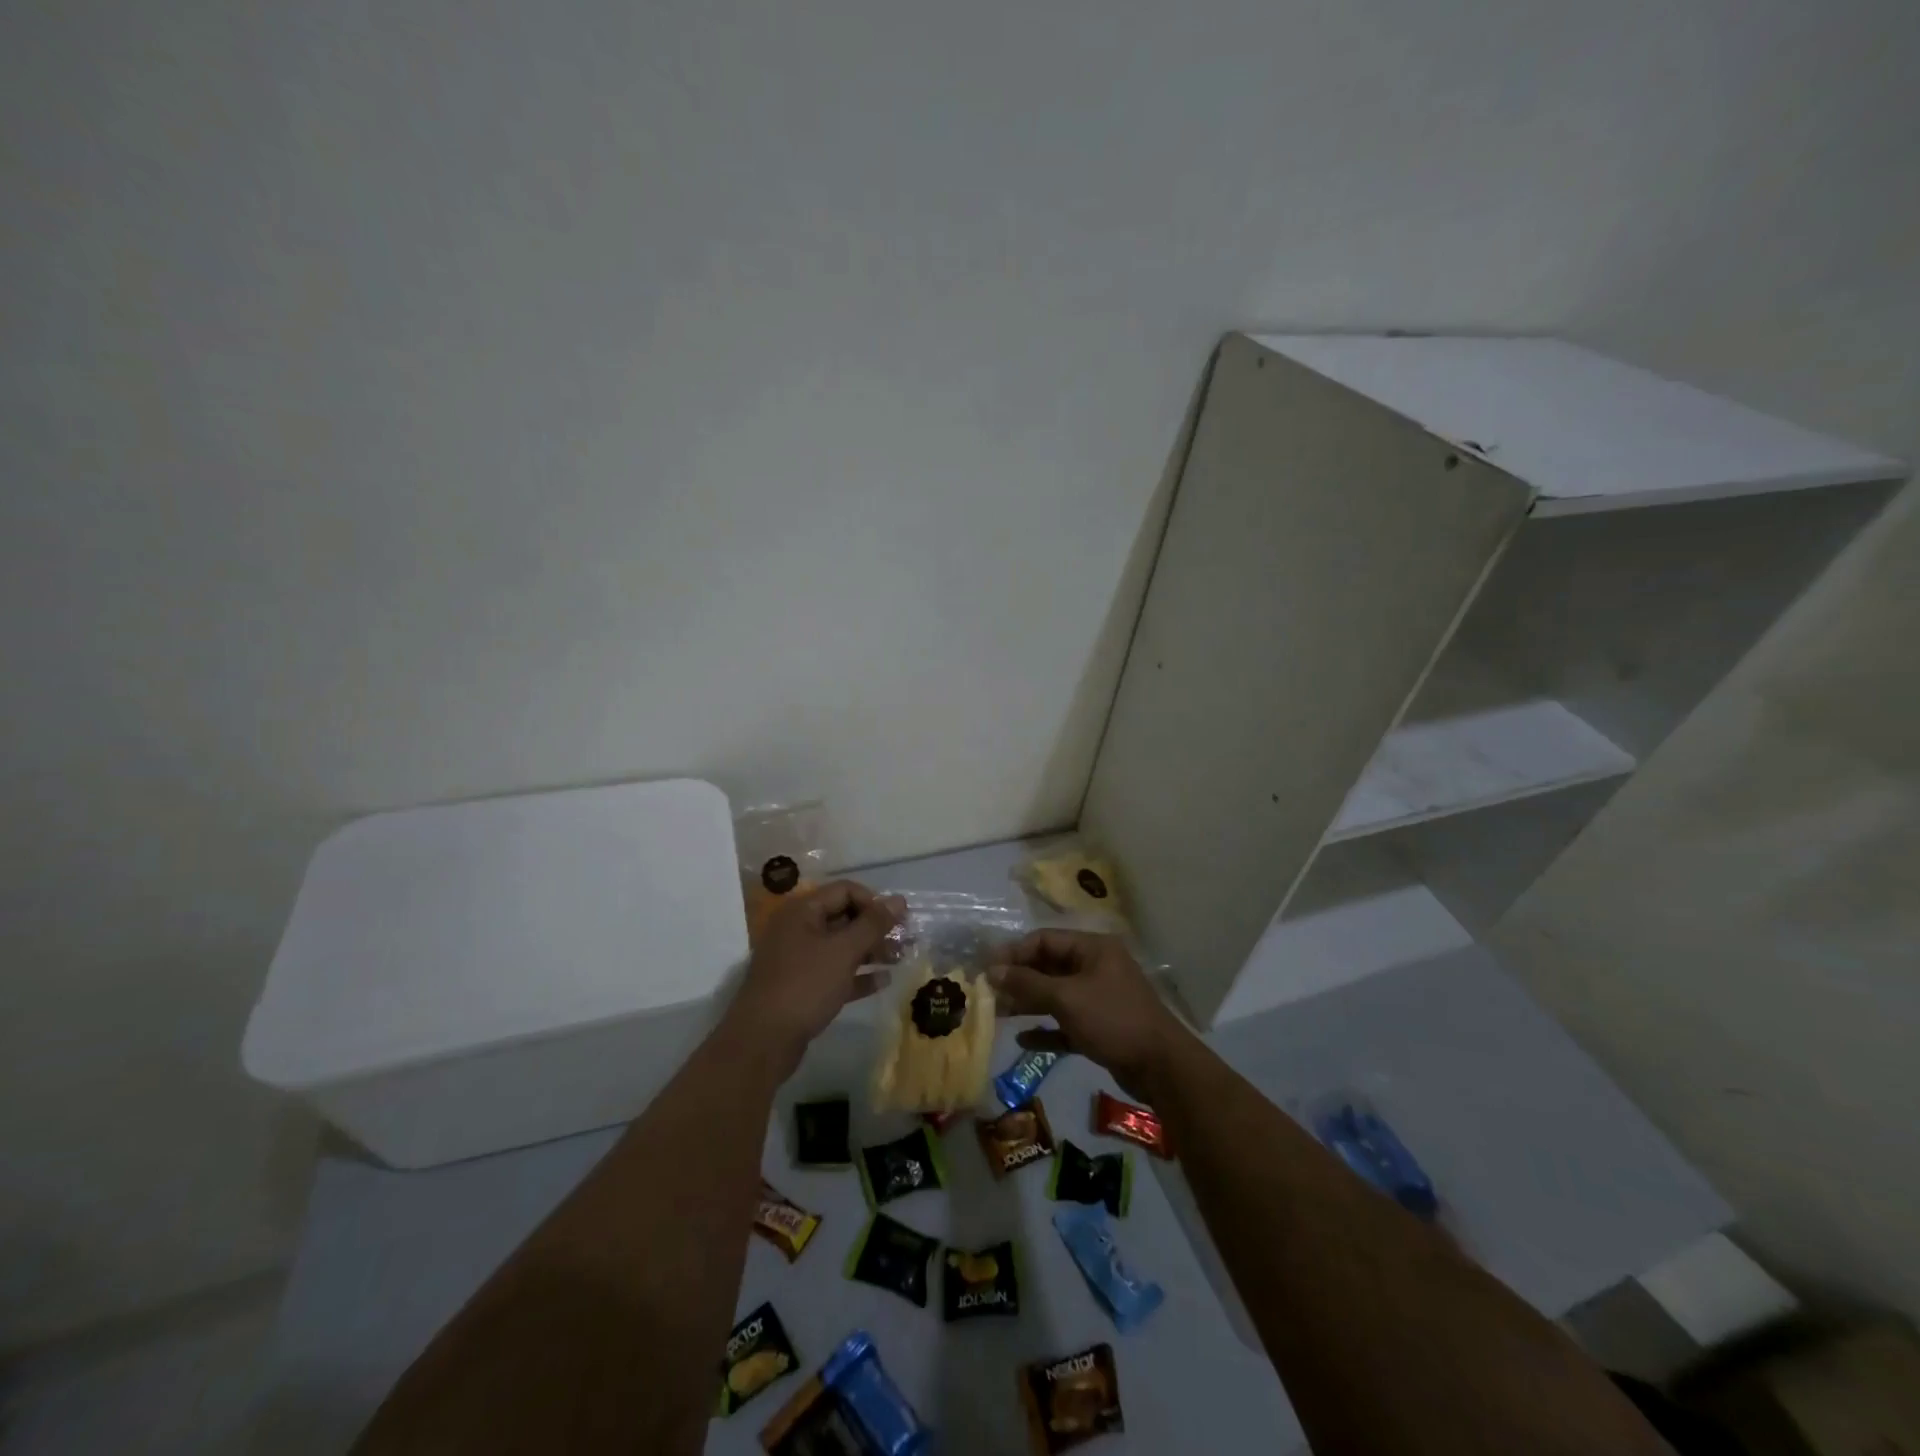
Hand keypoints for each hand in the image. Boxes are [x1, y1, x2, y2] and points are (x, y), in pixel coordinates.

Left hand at [725, 880, 903, 1069]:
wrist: (763, 1041)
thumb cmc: (805, 985)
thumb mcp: (843, 951)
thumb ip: (873, 924)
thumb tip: (899, 900)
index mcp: (802, 911)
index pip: (845, 891)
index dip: (874, 902)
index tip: (899, 920)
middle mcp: (798, 929)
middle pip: (844, 918)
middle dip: (876, 928)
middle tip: (905, 941)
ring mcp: (798, 960)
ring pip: (841, 947)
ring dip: (871, 951)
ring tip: (900, 960)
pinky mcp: (802, 987)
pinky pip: (835, 972)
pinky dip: (858, 975)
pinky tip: (883, 982)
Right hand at [988, 930, 1191, 1099]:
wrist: (1161, 1067)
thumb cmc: (1113, 1019)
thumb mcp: (1067, 998)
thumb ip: (1028, 984)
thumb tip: (992, 971)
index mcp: (1093, 949)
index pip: (1045, 940)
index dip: (1015, 952)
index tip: (987, 969)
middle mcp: (1095, 967)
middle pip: (1049, 967)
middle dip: (1019, 979)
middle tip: (988, 994)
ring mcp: (1099, 998)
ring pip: (1056, 995)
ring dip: (1028, 1003)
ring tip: (998, 1014)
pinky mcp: (1101, 1027)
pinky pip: (1066, 1022)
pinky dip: (1046, 1029)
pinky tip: (1023, 1040)